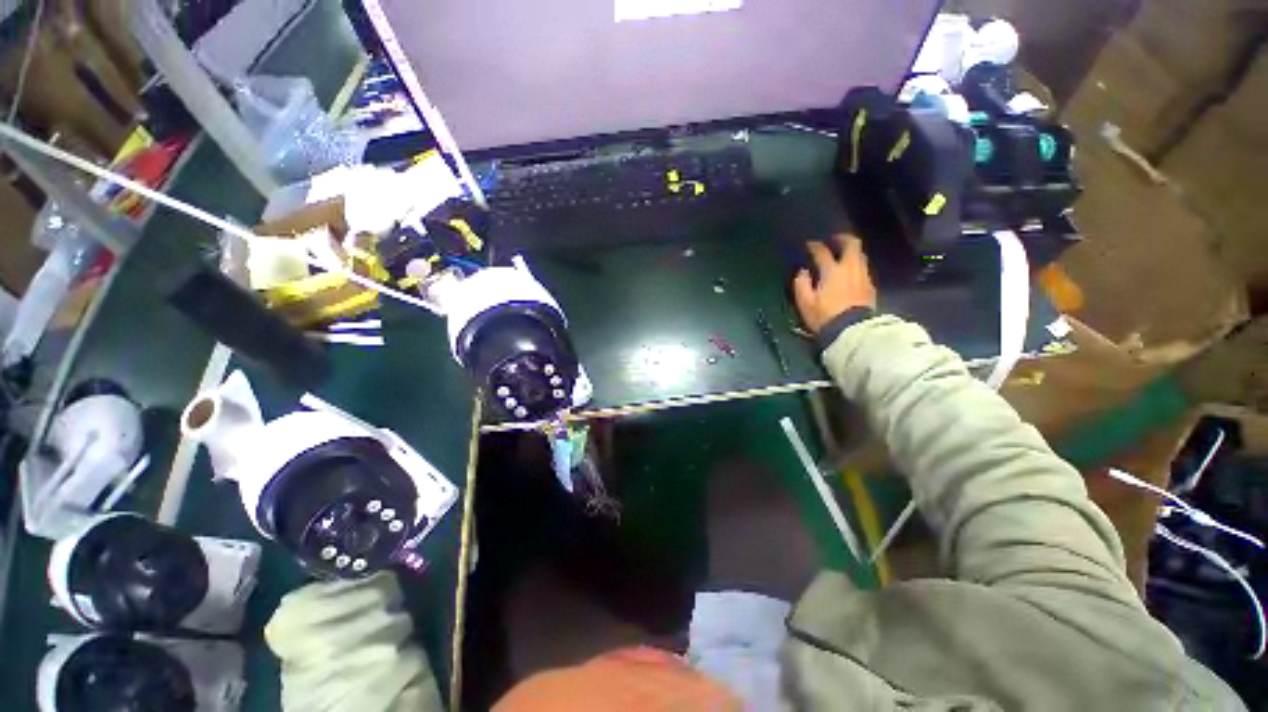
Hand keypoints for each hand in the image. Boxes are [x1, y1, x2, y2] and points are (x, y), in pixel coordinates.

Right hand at [792, 234, 876, 333]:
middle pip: (852, 245)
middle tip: (834, 240)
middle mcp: (850, 269)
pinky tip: (850, 273)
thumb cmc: (825, 316)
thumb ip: (801, 284)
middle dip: (843, 239)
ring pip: (860, 256)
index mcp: (832, 271)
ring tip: (843, 255)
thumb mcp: (805, 303)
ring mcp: (863, 276)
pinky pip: (863, 269)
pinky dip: (856, 265)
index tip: (809, 245)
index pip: (823, 252)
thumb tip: (802, 272)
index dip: (815, 246)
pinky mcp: (870, 287)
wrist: (852, 331)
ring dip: (851, 252)